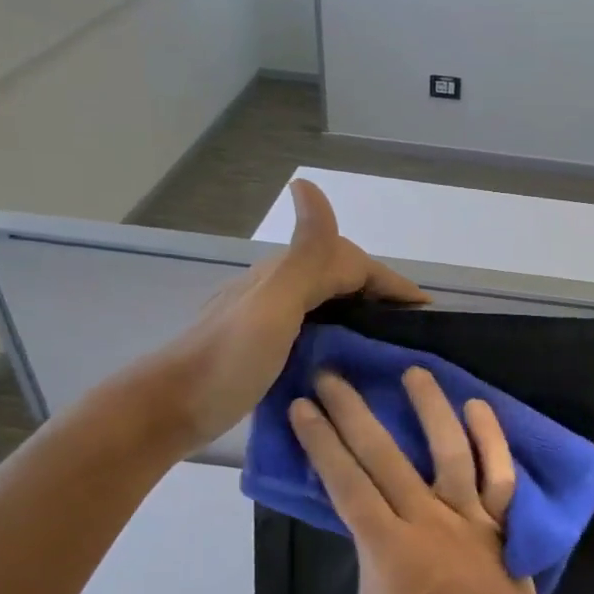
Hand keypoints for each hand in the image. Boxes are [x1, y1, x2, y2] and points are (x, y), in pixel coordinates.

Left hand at [129, 180, 425, 451]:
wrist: (166, 410)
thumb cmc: (227, 361)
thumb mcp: (273, 307)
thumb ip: (304, 255)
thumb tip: (308, 183)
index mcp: (286, 276)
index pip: (352, 264)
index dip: (391, 283)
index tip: (426, 311)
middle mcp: (277, 288)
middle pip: (340, 277)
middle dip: (380, 294)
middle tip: (412, 329)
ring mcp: (267, 318)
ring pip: (326, 302)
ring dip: (361, 313)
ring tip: (388, 344)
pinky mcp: (261, 346)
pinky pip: (313, 328)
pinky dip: (339, 335)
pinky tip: (346, 360)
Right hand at [290, 367, 568, 593]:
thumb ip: (370, 563)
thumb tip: (373, 526)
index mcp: (388, 547)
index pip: (346, 482)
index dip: (321, 442)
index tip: (303, 406)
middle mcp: (427, 518)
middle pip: (383, 455)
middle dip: (352, 412)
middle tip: (332, 376)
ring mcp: (469, 514)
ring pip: (448, 449)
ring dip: (429, 407)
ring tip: (413, 372)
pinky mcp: (502, 518)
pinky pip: (499, 471)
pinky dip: (491, 437)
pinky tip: (477, 406)